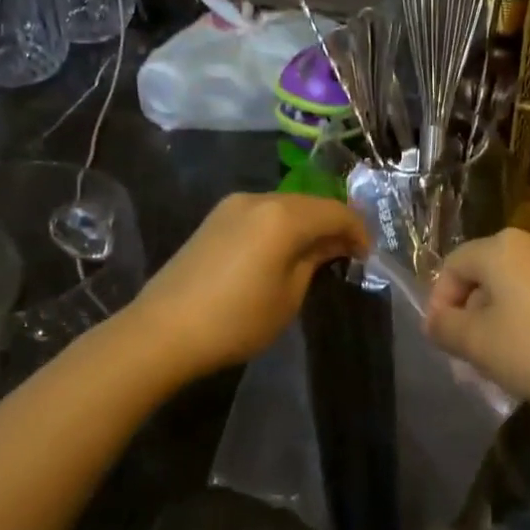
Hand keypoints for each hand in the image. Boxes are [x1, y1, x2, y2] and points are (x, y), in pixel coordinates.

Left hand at [129, 193, 368, 379]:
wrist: (162, 331)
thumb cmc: (236, 320)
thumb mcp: (289, 296)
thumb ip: (314, 260)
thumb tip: (331, 244)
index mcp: (283, 216)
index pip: (336, 211)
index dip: (358, 231)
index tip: (367, 256)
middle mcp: (259, 199)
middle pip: (310, 203)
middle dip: (333, 225)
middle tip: (347, 255)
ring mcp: (232, 206)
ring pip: (285, 206)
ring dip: (307, 225)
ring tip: (317, 255)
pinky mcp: (214, 219)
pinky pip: (262, 214)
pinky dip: (281, 227)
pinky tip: (283, 251)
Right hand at [425, 229, 529, 415]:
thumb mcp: (478, 344)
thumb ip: (445, 328)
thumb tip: (436, 320)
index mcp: (501, 247)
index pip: (451, 266)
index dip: (439, 304)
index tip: (444, 342)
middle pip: (484, 274)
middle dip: (470, 314)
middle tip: (470, 355)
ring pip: (514, 287)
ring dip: (499, 320)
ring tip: (502, 359)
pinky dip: (529, 319)